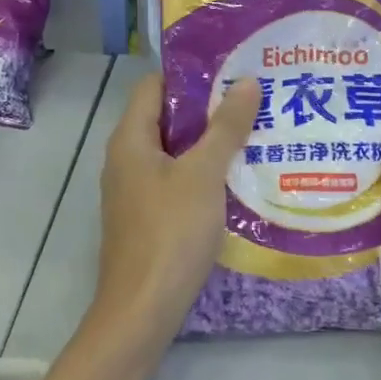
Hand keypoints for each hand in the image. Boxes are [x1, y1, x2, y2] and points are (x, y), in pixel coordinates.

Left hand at [91, 72, 260, 354]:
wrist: (142, 310)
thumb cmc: (170, 233)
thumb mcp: (203, 175)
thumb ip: (225, 128)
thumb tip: (246, 82)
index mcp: (130, 139)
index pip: (153, 85)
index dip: (189, 73)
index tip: (230, 68)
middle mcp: (126, 159)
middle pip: (166, 118)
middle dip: (207, 108)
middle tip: (252, 100)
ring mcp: (135, 190)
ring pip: (174, 152)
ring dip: (209, 142)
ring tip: (253, 133)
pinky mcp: (147, 217)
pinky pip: (176, 181)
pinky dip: (203, 173)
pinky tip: (236, 178)